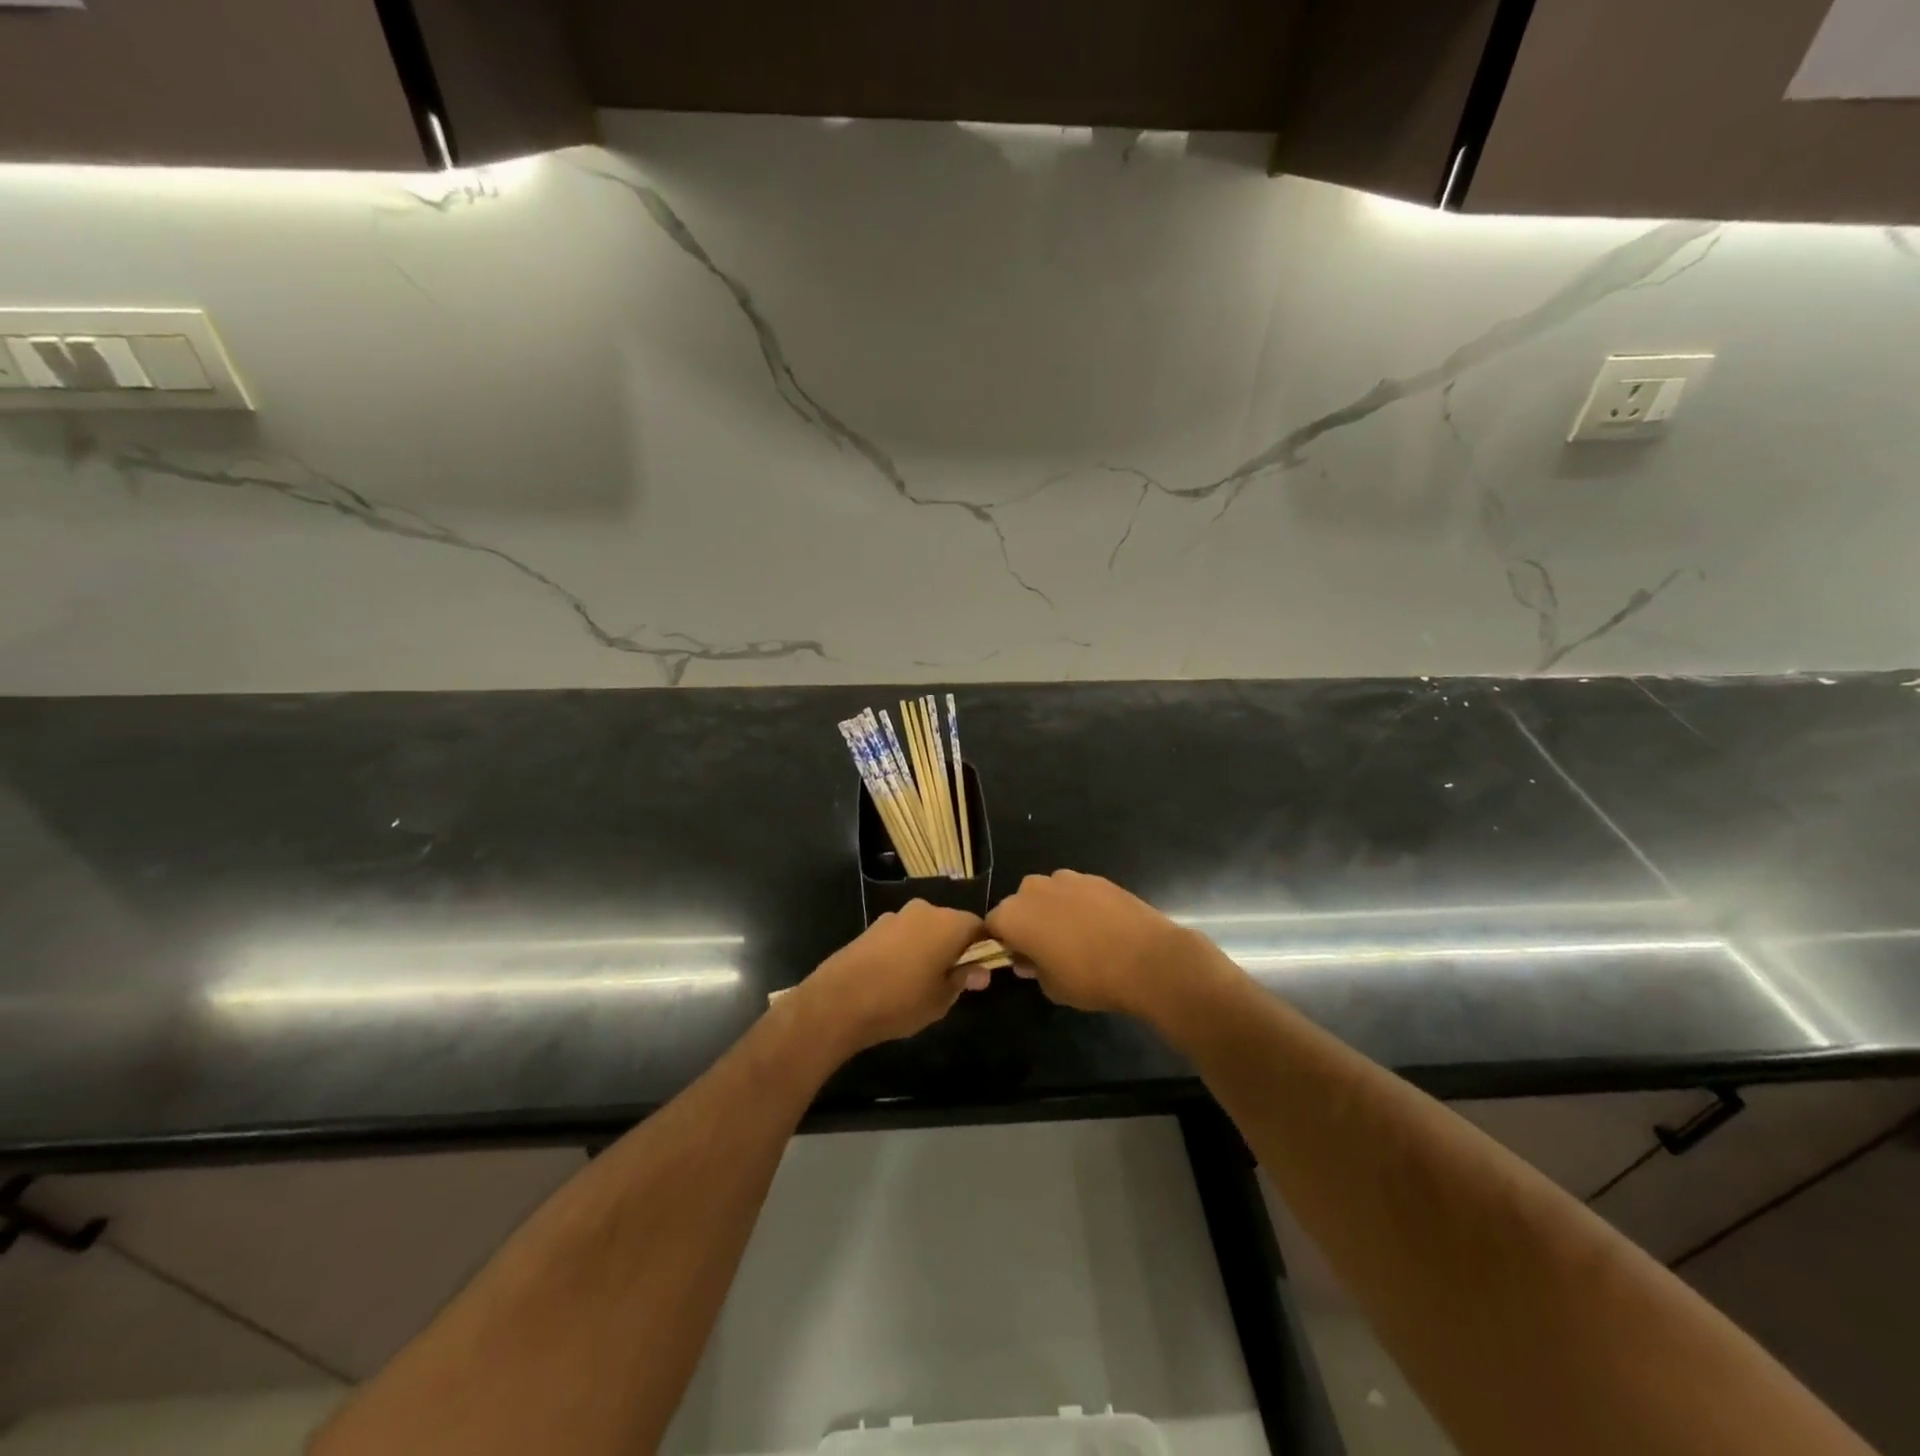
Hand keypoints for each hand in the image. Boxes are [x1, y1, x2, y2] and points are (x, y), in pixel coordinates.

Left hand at [791, 901, 988, 1056]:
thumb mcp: (941, 999)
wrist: (838, 1001)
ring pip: (924, 929)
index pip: (978, 926)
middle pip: (950, 924)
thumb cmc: (900, 1001)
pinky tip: (896, 977)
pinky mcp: (872, 926)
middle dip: (954, 947)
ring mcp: (895, 916)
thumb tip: (981, 971)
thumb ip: (963, 980)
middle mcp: (924, 910)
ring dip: (928, 947)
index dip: (982, 947)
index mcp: (948, 923)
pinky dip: (905, 949)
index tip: (978, 971)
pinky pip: (901, 934)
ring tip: (921, 981)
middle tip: (951, 979)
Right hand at [985, 870, 1222, 1018]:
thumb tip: (1029, 959)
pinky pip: (1076, 891)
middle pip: (1020, 904)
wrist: (1146, 959)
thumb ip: (1033, 969)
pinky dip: (1081, 905)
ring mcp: (1066, 878)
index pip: (993, 926)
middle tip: (1047, 949)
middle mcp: (1033, 888)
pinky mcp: (1095, 877)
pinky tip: (1100, 927)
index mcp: (1013, 915)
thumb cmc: (1089, 978)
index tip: (1019, 959)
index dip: (1004, 943)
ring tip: (1078, 936)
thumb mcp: (1052, 987)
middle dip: (1028, 922)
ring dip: (1054, 910)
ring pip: (1049, 894)